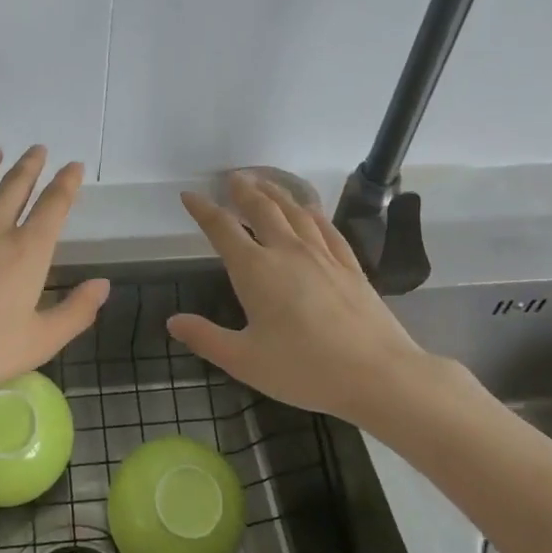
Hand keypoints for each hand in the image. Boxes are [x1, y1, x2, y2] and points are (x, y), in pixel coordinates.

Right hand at [168, 173, 442, 421]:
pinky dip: (312, 212)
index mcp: (255, 270)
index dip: (202, 210)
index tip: (189, 196)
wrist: (378, 375)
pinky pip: (327, 228)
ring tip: (264, 182)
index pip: (222, 229)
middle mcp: (287, 251)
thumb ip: (206, 338)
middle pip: (262, 208)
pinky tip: (310, 209)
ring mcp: (322, 256)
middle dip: (243, 190)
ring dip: (276, 192)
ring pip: (295, 211)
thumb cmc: (304, 369)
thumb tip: (173, 322)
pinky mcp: (350, 266)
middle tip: (232, 177)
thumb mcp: (244, 360)